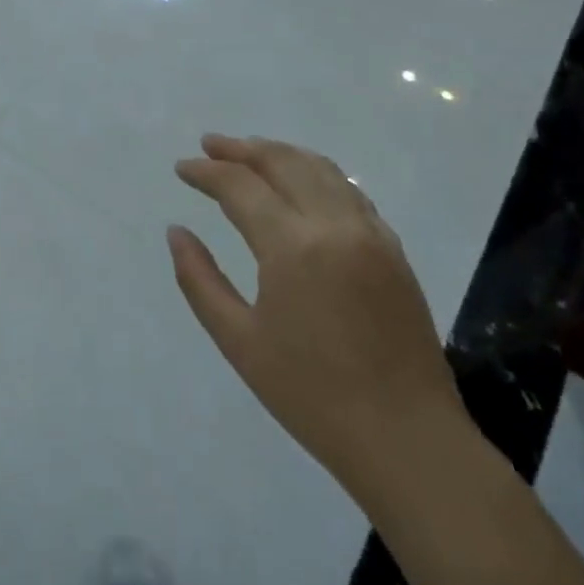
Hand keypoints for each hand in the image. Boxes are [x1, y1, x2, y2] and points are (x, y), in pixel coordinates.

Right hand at [170, 135, 464, 496]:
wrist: (407, 440)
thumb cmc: (311, 395)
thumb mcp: (238, 340)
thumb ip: (199, 279)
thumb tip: (176, 232)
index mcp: (292, 247)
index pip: (240, 186)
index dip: (206, 172)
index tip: (181, 168)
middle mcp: (335, 226)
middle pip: (284, 162)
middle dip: (242, 149)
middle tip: (210, 144)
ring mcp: (372, 235)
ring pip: (322, 170)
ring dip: (281, 153)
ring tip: (250, 151)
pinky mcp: (393, 251)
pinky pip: (350, 192)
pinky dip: (318, 174)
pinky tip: (302, 184)